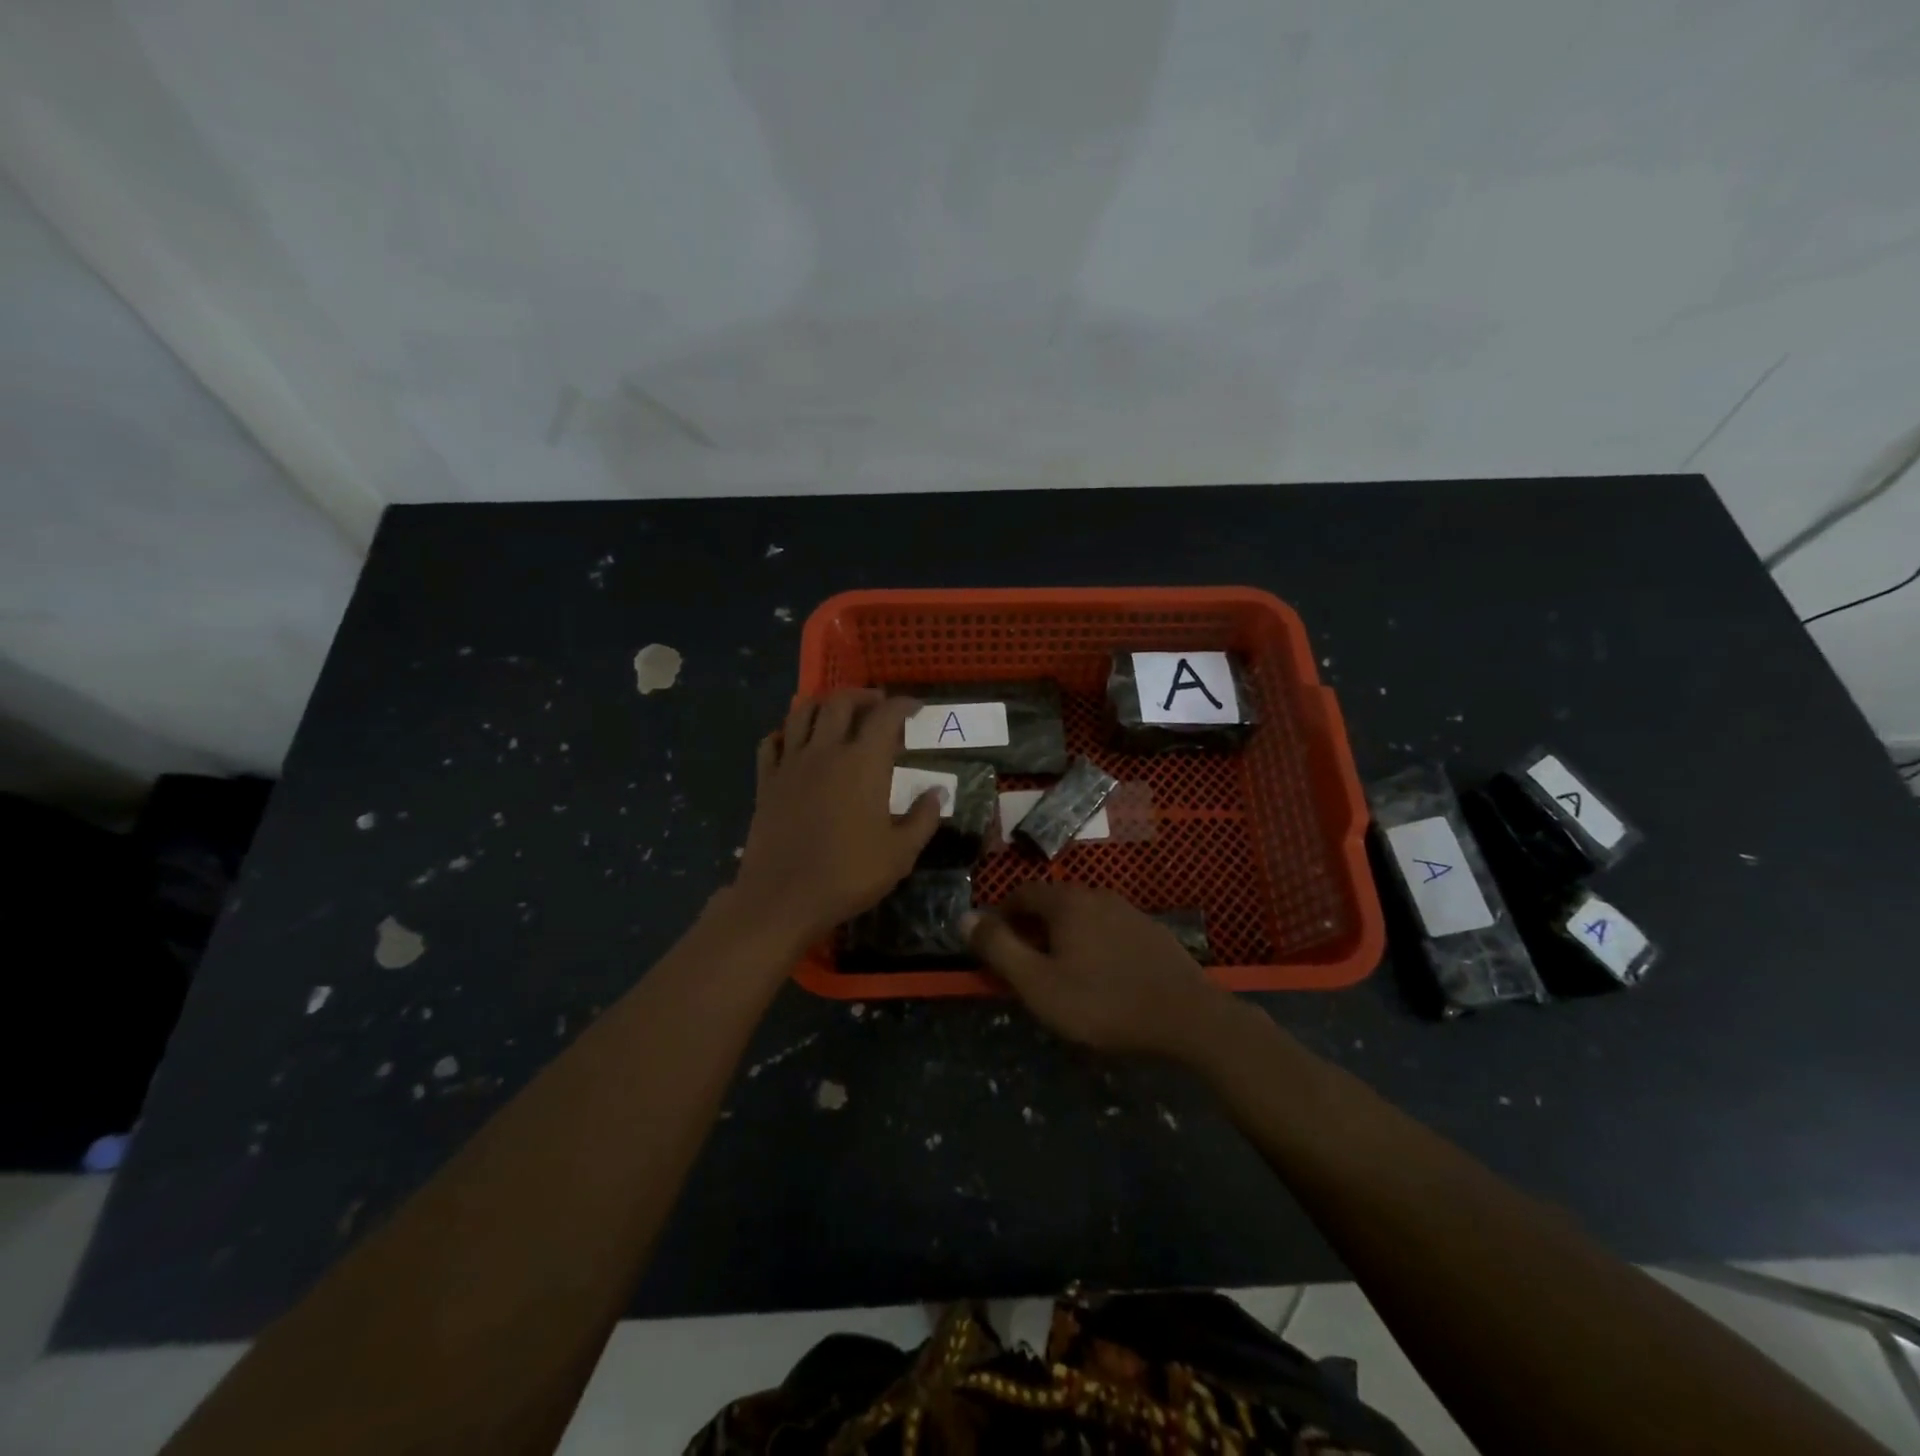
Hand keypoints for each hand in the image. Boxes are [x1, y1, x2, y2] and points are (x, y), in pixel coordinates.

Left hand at [732, 690, 942, 945]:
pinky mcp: (766, 782)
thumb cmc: (848, 875)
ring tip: (837, 713)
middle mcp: (825, 751)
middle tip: (877, 705)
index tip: (915, 708)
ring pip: (802, 713)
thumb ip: (923, 818)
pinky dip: (786, 732)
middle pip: (840, 702)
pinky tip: (795, 742)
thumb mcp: (900, 853)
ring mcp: (791, 764)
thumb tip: (938, 792)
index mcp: (863, 763)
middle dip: (862, 696)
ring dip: (823, 704)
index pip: (885, 716)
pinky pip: (771, 742)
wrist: (783, 898)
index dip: (903, 705)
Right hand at [962, 883, 1234, 1059]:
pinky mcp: (1153, 933)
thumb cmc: (1103, 1002)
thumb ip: (998, 949)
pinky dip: (1094, 944)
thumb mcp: (1038, 983)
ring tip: (1061, 973)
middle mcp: (1098, 896)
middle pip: (1053, 903)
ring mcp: (1130, 912)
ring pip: (1083, 917)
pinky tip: (1102, 977)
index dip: (1001, 915)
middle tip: (1024, 965)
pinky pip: (1110, 930)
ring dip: (1064, 937)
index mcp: (1067, 903)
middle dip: (1032, 928)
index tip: (993, 944)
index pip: (1022, 893)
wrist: (1188, 1018)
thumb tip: (964, 917)